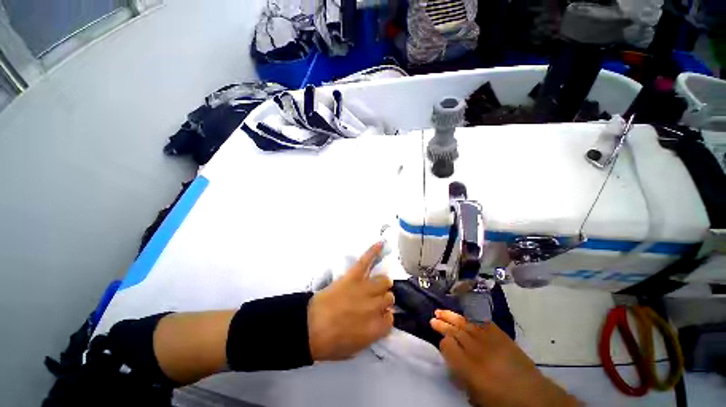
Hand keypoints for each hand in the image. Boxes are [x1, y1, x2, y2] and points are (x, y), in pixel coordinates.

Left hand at [307, 242, 394, 360]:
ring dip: (382, 283)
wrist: (309, 327)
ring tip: (376, 283)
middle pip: (389, 297)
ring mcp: (365, 288)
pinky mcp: (353, 275)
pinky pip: (366, 261)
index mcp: (377, 327)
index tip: (377, 316)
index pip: (390, 318)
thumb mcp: (354, 350)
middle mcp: (375, 306)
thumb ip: (370, 336)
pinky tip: (381, 243)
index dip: (383, 316)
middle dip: (383, 299)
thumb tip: (377, 324)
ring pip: (384, 280)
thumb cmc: (329, 343)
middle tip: (372, 301)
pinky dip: (373, 251)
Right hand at [431, 310, 577, 406]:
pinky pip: (481, 321)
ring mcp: (489, 339)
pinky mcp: (500, 334)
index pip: (448, 346)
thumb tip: (450, 360)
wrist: (534, 396)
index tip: (441, 342)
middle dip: (442, 324)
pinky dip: (471, 317)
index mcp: (469, 368)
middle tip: (432, 318)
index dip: (443, 342)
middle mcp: (477, 350)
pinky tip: (464, 315)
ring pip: (464, 322)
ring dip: (451, 316)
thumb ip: (460, 376)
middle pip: (455, 331)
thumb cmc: (501, 401)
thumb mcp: (476, 396)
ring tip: (440, 311)